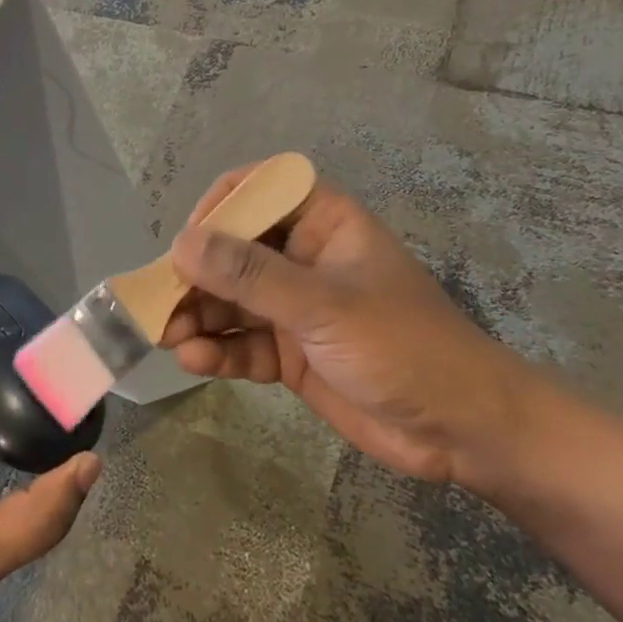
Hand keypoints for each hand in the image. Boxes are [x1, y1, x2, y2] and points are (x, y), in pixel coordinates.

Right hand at [161, 164, 536, 486]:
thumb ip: (251, 275)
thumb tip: (182, 243)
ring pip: (231, 299)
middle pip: (233, 250)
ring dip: (198, 314)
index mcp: (323, 223)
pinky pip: (243, 341)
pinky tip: (194, 361)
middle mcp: (303, 257)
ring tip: (166, 335)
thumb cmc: (404, 346)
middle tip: (159, 300)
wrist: (464, 431)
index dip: (220, 207)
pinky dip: (218, 350)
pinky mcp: (291, 352)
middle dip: (196, 275)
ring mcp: (295, 306)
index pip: (259, 190)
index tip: (189, 240)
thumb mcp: (324, 305)